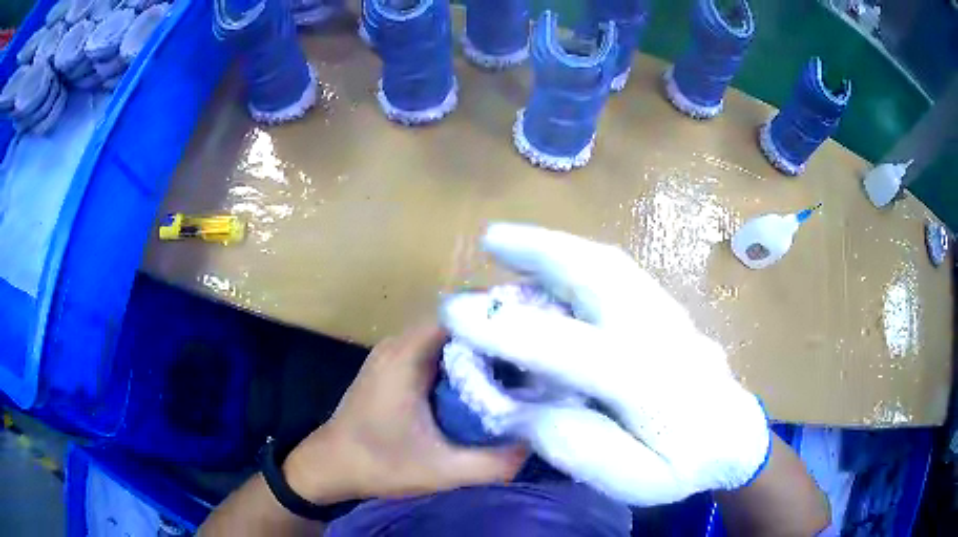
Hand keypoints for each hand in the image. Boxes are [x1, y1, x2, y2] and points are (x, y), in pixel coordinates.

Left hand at [283, 323, 527, 503]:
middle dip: (494, 336)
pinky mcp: (392, 369)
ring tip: (516, 366)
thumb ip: (492, 463)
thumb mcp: (441, 471)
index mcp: (407, 355)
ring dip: (477, 350)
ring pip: (446, 338)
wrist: (329, 467)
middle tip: (532, 354)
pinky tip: (481, 383)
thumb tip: (532, 445)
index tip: (534, 333)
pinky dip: (460, 361)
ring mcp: (393, 355)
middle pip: (457, 324)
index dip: (498, 320)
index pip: (462, 315)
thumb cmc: (378, 464)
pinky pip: (434, 352)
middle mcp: (399, 344)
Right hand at [441, 223, 770, 505]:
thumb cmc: (686, 465)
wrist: (734, 437)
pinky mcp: (666, 308)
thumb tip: (523, 408)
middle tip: (489, 241)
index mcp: (652, 384)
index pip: (573, 349)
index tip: (455, 314)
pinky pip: (619, 271)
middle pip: (601, 276)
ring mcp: (667, 312)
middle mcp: (660, 333)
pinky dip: (578, 257)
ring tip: (509, 241)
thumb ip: (580, 447)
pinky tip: (553, 261)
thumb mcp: (637, 481)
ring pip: (610, 264)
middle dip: (540, 252)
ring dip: (557, 246)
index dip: (510, 330)